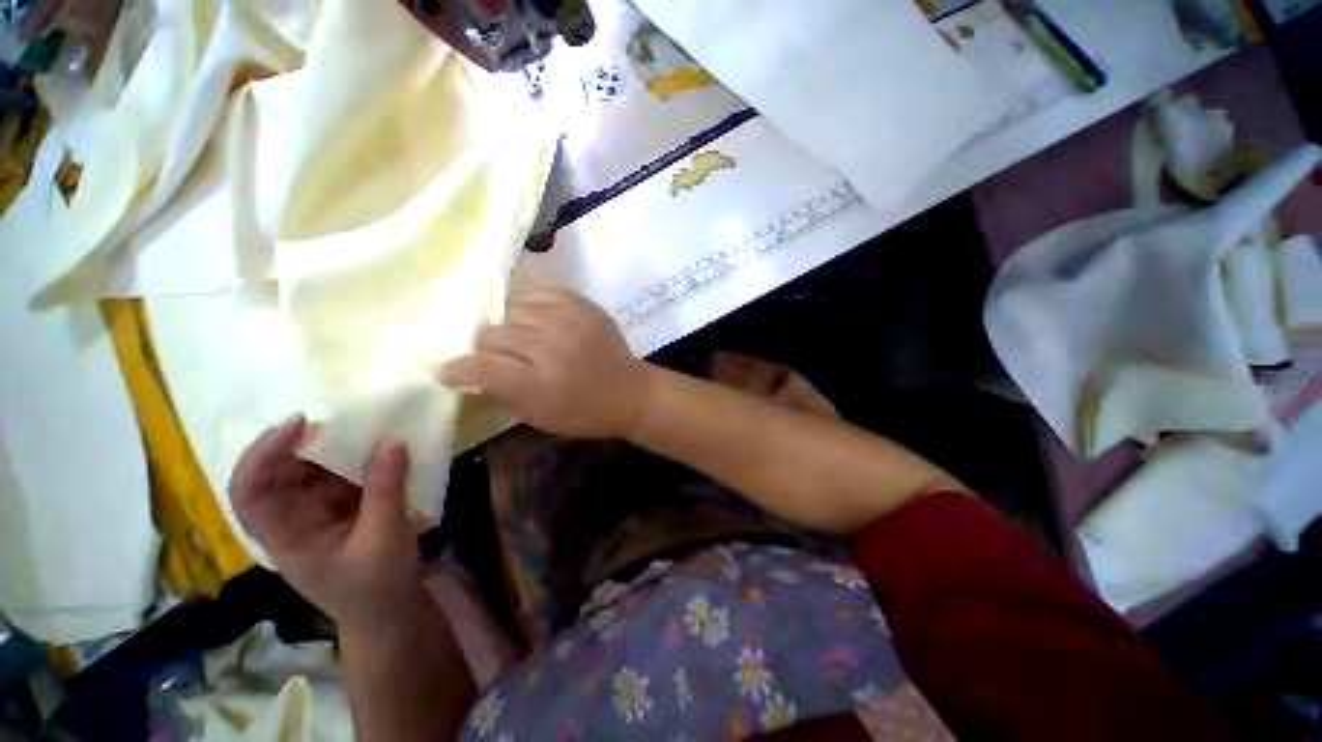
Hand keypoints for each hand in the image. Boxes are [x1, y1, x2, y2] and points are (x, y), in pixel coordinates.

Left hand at [228, 415, 426, 630]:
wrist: (390, 611)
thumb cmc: (377, 586)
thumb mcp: (384, 540)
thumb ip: (386, 491)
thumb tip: (393, 441)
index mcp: (285, 537)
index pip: (251, 493)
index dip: (262, 456)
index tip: (300, 424)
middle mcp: (292, 518)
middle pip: (277, 472)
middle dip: (301, 442)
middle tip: (339, 417)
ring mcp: (318, 511)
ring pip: (311, 469)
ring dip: (333, 446)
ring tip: (363, 425)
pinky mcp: (343, 506)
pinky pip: (342, 473)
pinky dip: (358, 456)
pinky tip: (379, 445)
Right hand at [441, 289, 653, 438]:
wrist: (630, 392)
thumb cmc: (585, 412)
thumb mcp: (539, 416)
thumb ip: (500, 393)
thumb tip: (468, 373)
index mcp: (538, 384)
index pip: (480, 368)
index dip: (459, 370)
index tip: (451, 372)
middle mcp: (550, 346)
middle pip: (493, 334)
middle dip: (487, 349)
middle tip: (499, 357)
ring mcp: (568, 320)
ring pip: (512, 310)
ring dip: (511, 326)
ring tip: (523, 338)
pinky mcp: (582, 305)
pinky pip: (540, 292)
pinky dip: (531, 305)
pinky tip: (538, 319)